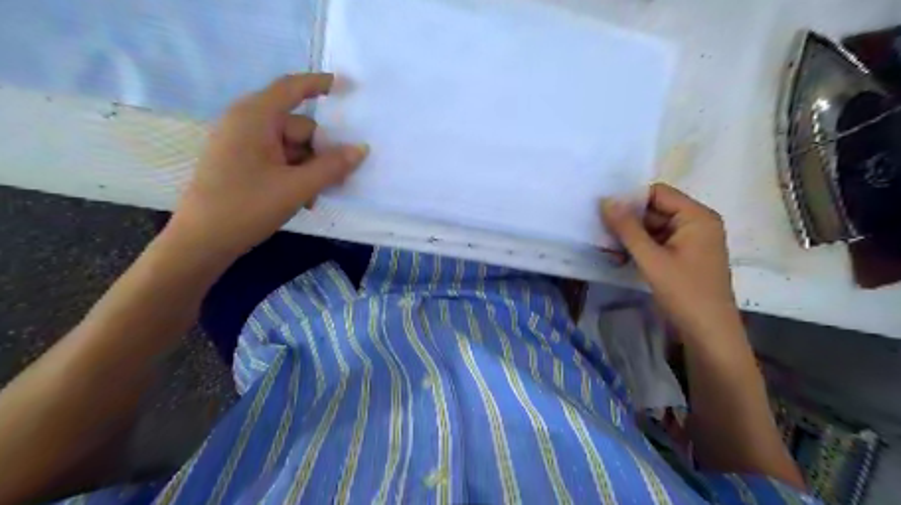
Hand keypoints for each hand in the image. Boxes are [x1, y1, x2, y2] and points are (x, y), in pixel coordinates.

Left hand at [165, 72, 367, 260]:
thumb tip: (361, 149)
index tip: (347, 86)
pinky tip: (299, 199)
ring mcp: (242, 143)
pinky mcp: (241, 161)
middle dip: (319, 153)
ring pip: (291, 147)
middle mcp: (247, 123)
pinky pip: (278, 159)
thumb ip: (332, 166)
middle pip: (299, 127)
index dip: (320, 84)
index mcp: (254, 118)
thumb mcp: (297, 187)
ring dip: (308, 170)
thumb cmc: (247, 207)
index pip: (292, 88)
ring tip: (310, 198)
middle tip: (333, 181)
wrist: (201, 242)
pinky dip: (294, 175)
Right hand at [600, 184, 741, 344]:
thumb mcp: (651, 258)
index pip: (658, 193)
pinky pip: (658, 243)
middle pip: (655, 210)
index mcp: (697, 217)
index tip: (604, 211)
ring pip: (653, 228)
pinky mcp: (684, 257)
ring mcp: (691, 241)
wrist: (709, 333)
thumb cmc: (684, 292)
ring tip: (607, 248)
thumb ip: (627, 228)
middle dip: (628, 222)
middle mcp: (696, 223)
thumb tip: (606, 200)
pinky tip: (620, 258)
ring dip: (631, 237)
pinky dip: (639, 249)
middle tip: (601, 232)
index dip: (631, 199)